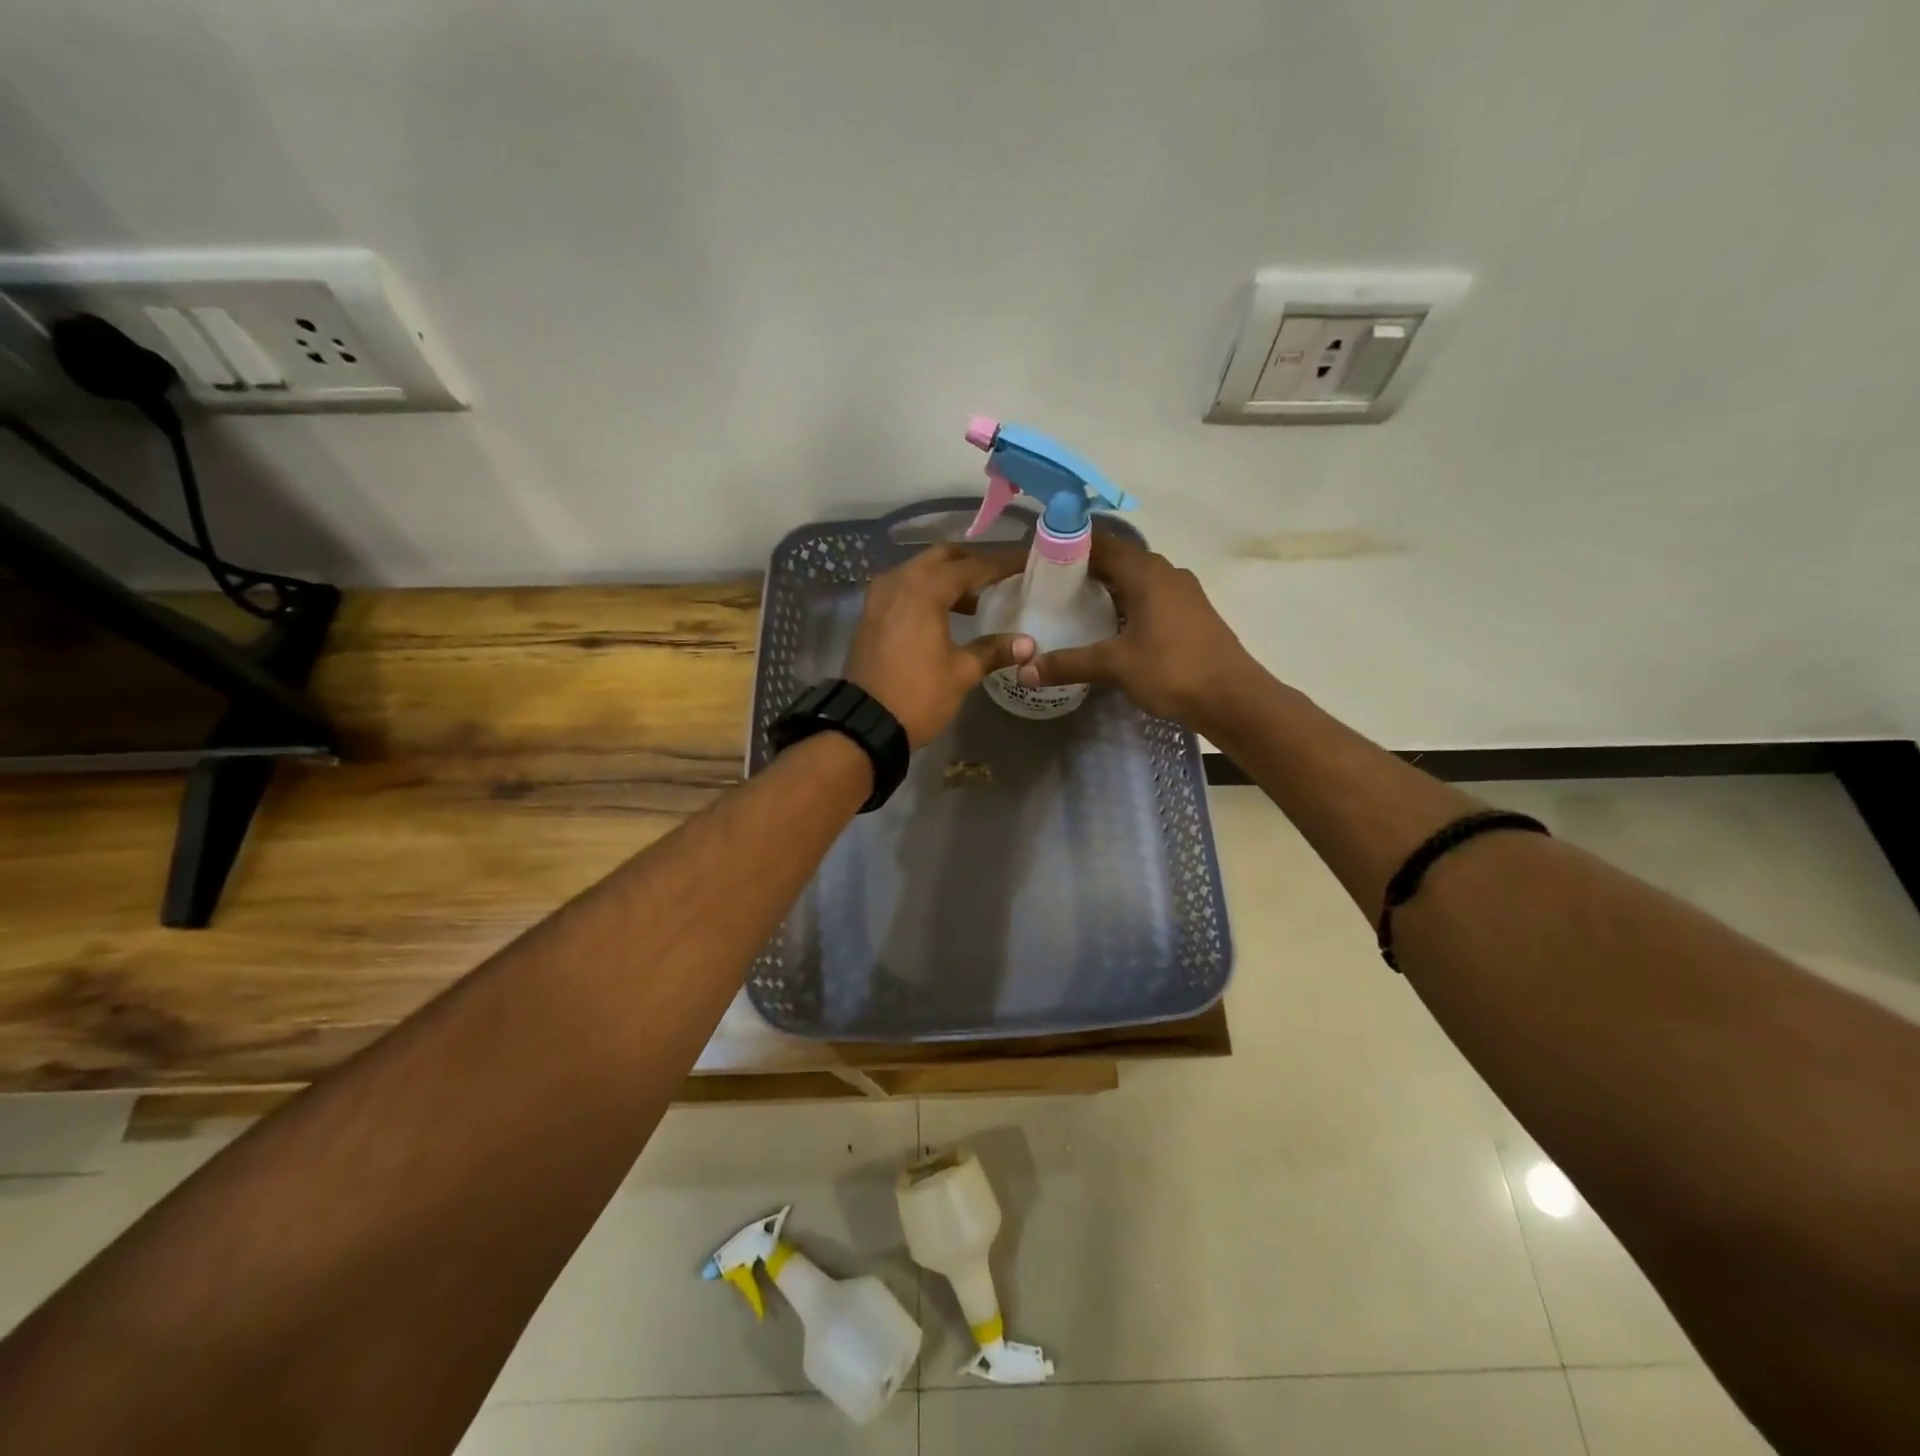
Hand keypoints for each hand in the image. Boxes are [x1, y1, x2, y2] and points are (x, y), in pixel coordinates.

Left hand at [844, 543, 1034, 747]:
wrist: (864, 723)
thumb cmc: (918, 694)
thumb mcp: (962, 672)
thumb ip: (993, 650)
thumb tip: (1028, 644)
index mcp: (925, 589)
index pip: (972, 566)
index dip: (1001, 564)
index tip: (1025, 561)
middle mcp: (899, 581)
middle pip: (942, 557)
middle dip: (971, 562)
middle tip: (999, 575)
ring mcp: (880, 596)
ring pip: (919, 571)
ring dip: (947, 577)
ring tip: (976, 599)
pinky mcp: (871, 614)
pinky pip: (904, 588)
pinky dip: (926, 591)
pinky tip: (944, 613)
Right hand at [1015, 534, 1255, 728]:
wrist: (1233, 698)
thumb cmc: (1173, 670)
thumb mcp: (1115, 666)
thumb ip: (1068, 664)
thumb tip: (1024, 670)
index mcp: (1146, 572)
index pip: (1101, 543)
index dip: (1069, 545)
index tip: (1039, 557)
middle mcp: (1165, 573)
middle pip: (1117, 560)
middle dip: (1083, 569)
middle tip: (1047, 585)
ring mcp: (1181, 593)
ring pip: (1134, 580)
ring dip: (1106, 588)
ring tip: (1070, 605)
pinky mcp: (1189, 614)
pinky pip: (1148, 597)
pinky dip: (1124, 604)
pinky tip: (1107, 627)